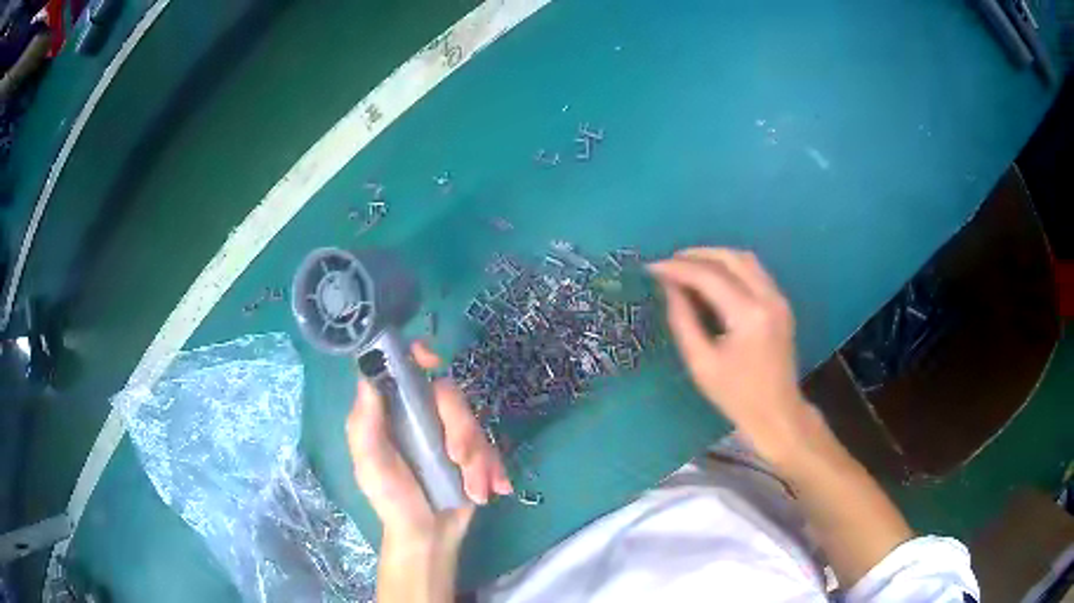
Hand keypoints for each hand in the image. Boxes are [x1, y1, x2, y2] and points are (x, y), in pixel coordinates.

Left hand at [346, 341, 511, 552]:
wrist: (429, 536)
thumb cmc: (392, 500)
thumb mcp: (370, 464)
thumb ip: (365, 424)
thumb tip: (367, 376)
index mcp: (393, 412)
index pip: (403, 369)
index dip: (417, 355)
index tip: (432, 361)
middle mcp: (421, 415)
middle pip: (449, 395)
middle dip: (461, 429)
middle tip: (457, 460)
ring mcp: (449, 433)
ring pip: (474, 423)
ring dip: (478, 458)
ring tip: (475, 490)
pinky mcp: (473, 453)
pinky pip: (491, 447)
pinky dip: (493, 469)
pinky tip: (493, 490)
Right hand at [649, 248, 807, 454]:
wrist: (777, 412)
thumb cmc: (735, 395)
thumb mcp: (701, 363)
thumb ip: (683, 320)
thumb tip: (668, 287)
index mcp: (748, 316)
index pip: (709, 277)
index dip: (678, 268)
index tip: (652, 267)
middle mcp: (768, 298)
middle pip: (731, 258)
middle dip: (696, 255)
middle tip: (668, 263)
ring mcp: (779, 299)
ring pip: (745, 259)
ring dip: (715, 257)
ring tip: (687, 266)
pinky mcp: (781, 303)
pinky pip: (754, 271)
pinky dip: (730, 267)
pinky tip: (712, 277)